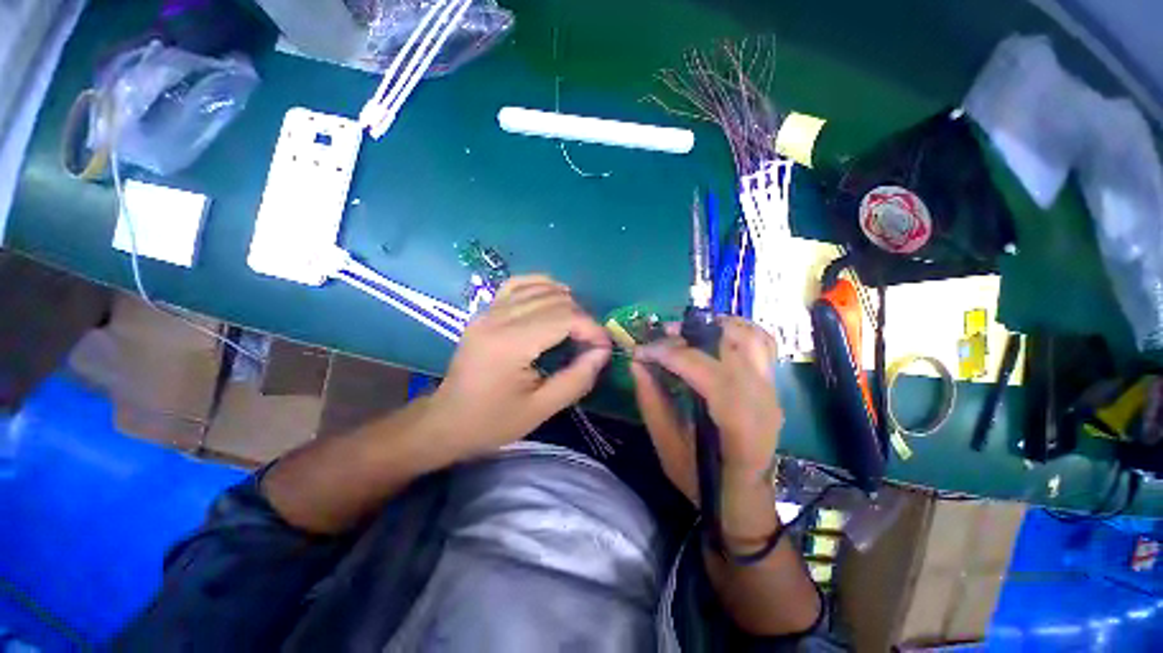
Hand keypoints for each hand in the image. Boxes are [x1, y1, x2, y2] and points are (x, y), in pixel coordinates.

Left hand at [429, 275, 610, 460]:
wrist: (447, 421)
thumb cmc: (493, 422)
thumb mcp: (541, 409)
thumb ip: (577, 379)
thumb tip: (602, 352)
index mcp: (510, 344)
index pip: (564, 318)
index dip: (592, 329)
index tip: (604, 347)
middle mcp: (498, 319)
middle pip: (555, 300)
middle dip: (582, 318)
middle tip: (591, 343)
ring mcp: (488, 311)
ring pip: (539, 288)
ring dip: (566, 302)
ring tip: (575, 326)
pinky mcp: (485, 311)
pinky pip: (517, 285)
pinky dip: (541, 286)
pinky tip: (553, 299)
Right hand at [631, 316, 782, 502]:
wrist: (743, 497)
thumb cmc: (703, 480)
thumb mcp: (667, 446)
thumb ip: (651, 401)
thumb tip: (637, 362)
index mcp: (739, 425)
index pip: (706, 371)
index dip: (671, 355)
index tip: (642, 351)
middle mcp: (763, 400)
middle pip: (728, 347)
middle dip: (688, 335)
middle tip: (660, 338)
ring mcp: (772, 390)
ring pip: (751, 337)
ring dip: (715, 326)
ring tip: (685, 332)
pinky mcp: (771, 385)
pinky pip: (761, 344)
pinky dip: (737, 330)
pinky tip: (713, 334)